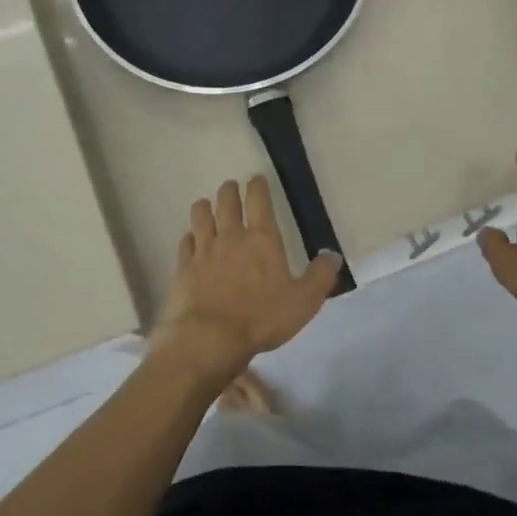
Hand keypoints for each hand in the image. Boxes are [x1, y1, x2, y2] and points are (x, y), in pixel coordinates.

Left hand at [152, 176, 342, 373]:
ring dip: (204, 207)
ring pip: (200, 217)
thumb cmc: (261, 318)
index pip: (259, 201)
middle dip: (229, 191)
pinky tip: (190, 239)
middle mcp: (231, 237)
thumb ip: (320, 276)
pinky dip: (189, 237)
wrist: (210, 337)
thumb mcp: (303, 301)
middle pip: (226, 203)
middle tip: (230, 186)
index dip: (258, 186)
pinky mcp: (183, 267)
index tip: (256, 178)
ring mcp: (203, 250)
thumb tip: (333, 255)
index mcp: (262, 239)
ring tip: (206, 204)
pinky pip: (185, 243)